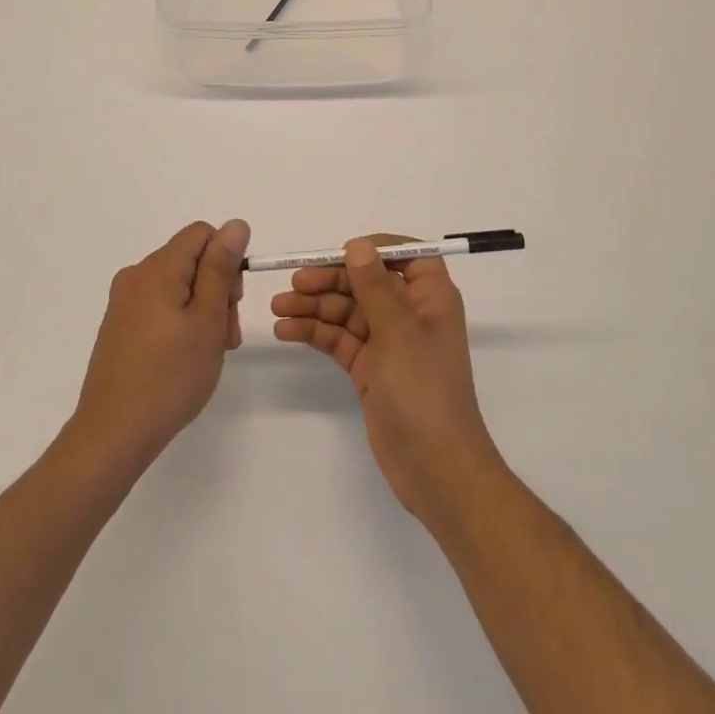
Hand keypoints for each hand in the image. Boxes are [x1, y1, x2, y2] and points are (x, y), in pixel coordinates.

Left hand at [69, 220, 248, 476]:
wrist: (112, 435)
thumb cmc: (170, 376)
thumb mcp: (207, 319)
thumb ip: (221, 268)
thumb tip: (236, 225)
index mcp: (157, 268)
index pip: (203, 234)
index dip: (227, 260)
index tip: (233, 302)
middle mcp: (136, 276)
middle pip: (191, 260)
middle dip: (218, 288)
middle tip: (226, 335)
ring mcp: (124, 302)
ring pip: (178, 285)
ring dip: (202, 309)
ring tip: (210, 353)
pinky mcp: (119, 326)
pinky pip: (160, 306)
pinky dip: (181, 322)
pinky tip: (185, 358)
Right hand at [271, 235, 506, 527]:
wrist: (435, 469)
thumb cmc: (423, 391)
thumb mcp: (397, 331)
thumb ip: (374, 286)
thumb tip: (358, 244)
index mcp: (430, 296)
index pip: (405, 254)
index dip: (373, 248)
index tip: (338, 252)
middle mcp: (410, 313)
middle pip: (366, 281)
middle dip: (330, 280)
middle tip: (293, 283)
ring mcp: (388, 342)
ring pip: (347, 310)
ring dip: (315, 306)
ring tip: (278, 308)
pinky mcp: (370, 368)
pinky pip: (339, 339)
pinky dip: (315, 332)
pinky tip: (287, 330)